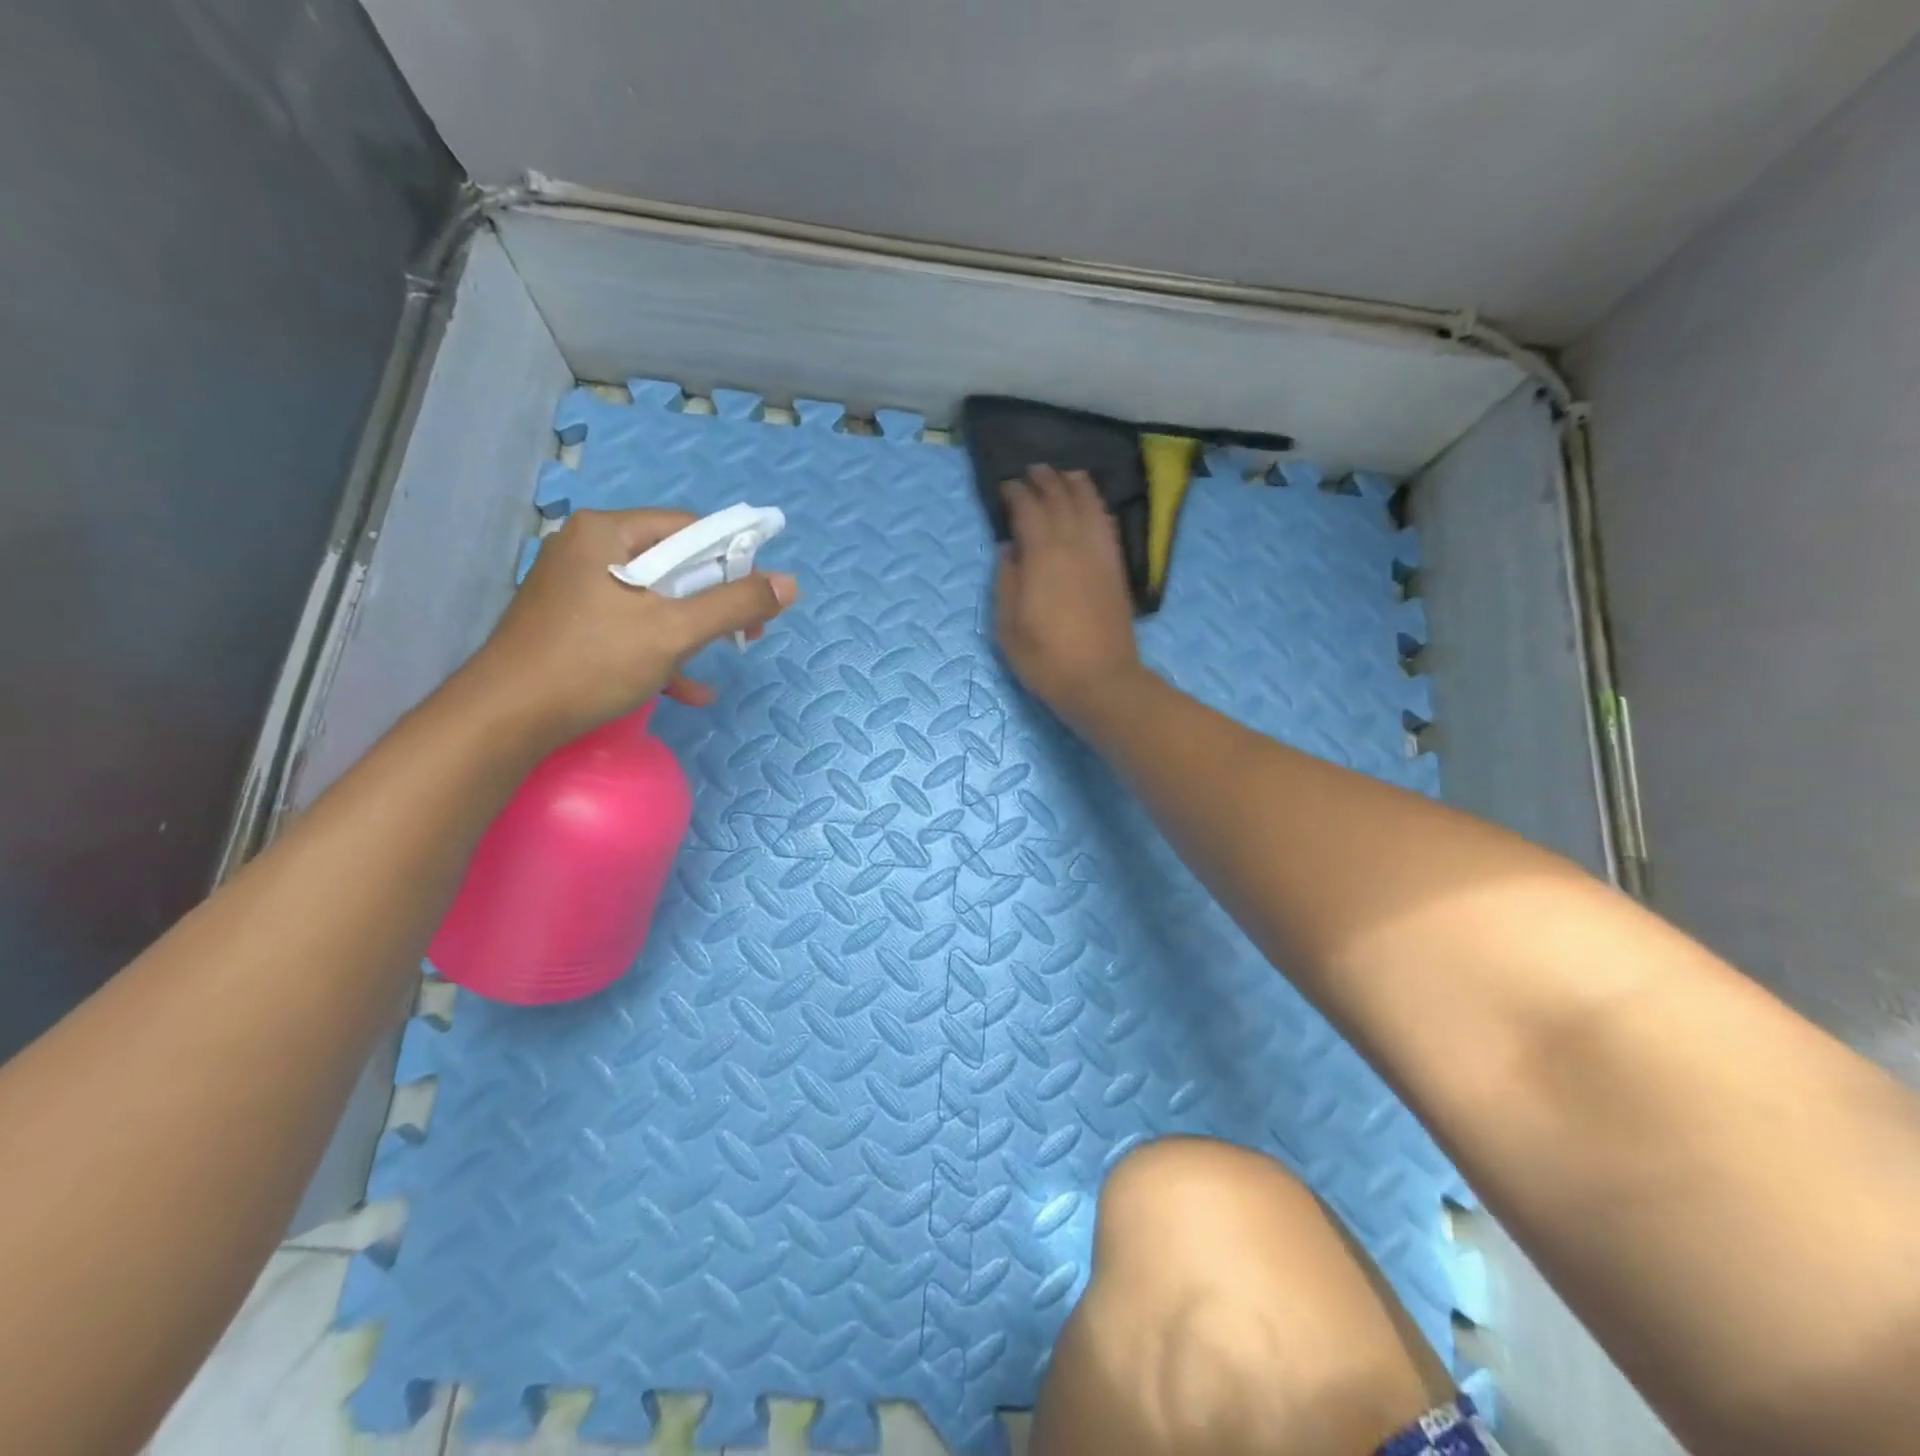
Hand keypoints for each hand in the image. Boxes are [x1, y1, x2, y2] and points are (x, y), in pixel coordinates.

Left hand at [465, 508, 797, 747]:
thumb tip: (790, 584)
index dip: (733, 559)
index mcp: (608, 533)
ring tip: (724, 657)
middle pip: (674, 564)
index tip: (759, 599)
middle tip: (747, 633)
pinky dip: (662, 651)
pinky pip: (631, 626)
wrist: (505, 718)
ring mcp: (578, 588)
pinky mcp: (573, 624)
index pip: (690, 529)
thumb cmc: (592, 662)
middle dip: (716, 600)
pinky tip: (689, 689)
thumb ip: (735, 604)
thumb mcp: (674, 631)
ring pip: (656, 599)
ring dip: (694, 630)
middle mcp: (590, 549)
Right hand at [994, 466, 1146, 726]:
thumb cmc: (1046, 660)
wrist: (1101, 682)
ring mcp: (1100, 555)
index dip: (1016, 494)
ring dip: (1075, 485)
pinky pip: (1107, 525)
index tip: (1005, 488)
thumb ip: (1006, 582)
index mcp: (1042, 557)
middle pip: (1060, 499)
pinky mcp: (1116, 568)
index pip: (1028, 510)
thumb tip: (1009, 550)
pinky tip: (1091, 504)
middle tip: (1032, 471)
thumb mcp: (1007, 628)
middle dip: (1045, 481)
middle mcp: (1074, 545)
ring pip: (1089, 505)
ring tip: (1065, 474)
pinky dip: (1096, 506)